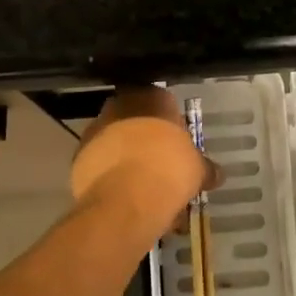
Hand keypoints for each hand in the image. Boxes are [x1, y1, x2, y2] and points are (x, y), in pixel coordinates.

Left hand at [69, 88, 218, 238]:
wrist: (126, 198)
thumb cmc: (169, 170)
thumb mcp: (197, 169)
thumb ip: (205, 168)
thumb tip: (217, 174)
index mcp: (152, 97)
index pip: (165, 103)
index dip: (172, 127)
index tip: (178, 148)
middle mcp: (120, 105)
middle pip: (137, 121)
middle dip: (148, 142)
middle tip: (161, 167)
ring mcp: (95, 130)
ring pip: (117, 143)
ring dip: (128, 160)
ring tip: (143, 189)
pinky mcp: (78, 157)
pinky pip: (100, 164)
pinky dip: (111, 177)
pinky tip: (125, 197)